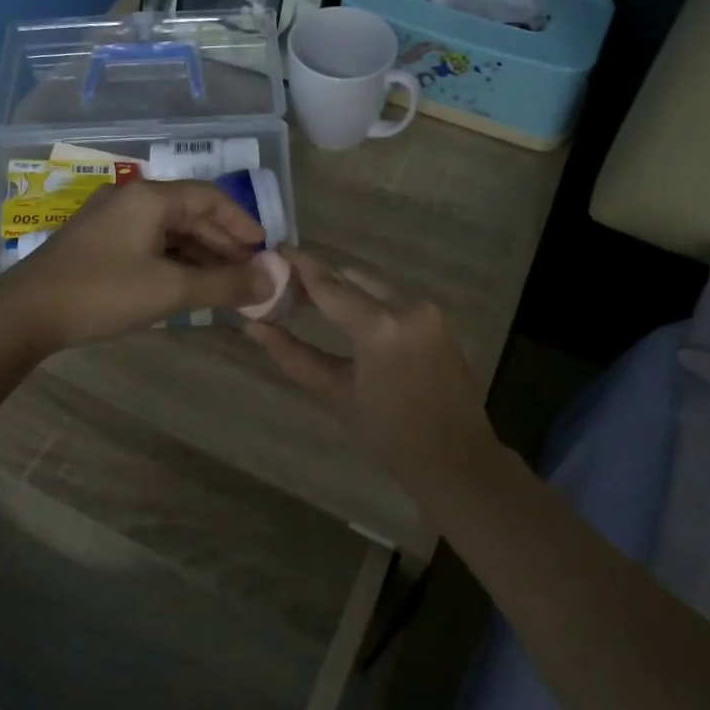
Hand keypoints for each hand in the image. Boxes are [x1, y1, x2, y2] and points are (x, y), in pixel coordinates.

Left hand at [0, 179, 273, 350]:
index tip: (264, 250)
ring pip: (168, 231)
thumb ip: (226, 284)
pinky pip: (148, 243)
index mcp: (150, 197)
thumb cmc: (102, 293)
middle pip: (190, 213)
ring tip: (224, 284)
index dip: (242, 223)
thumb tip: (274, 280)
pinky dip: (173, 261)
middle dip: (223, 243)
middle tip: (248, 273)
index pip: (210, 198)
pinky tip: (185, 285)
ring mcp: (110, 220)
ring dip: (199, 255)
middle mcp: (131, 199)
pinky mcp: (96, 242)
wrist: (23, 314)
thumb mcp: (170, 290)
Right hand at [245, 249, 499, 497]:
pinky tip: (347, 313)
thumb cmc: (388, 435)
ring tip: (309, 299)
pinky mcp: (440, 318)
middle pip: (353, 278)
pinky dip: (368, 300)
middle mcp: (409, 306)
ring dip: (344, 288)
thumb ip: (293, 355)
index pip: (330, 285)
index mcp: (381, 327)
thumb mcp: (335, 394)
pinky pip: (394, 298)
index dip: (299, 265)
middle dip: (320, 278)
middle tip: (285, 284)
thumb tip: (254, 326)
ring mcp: (430, 310)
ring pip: (374, 285)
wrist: (454, 459)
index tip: (274, 250)